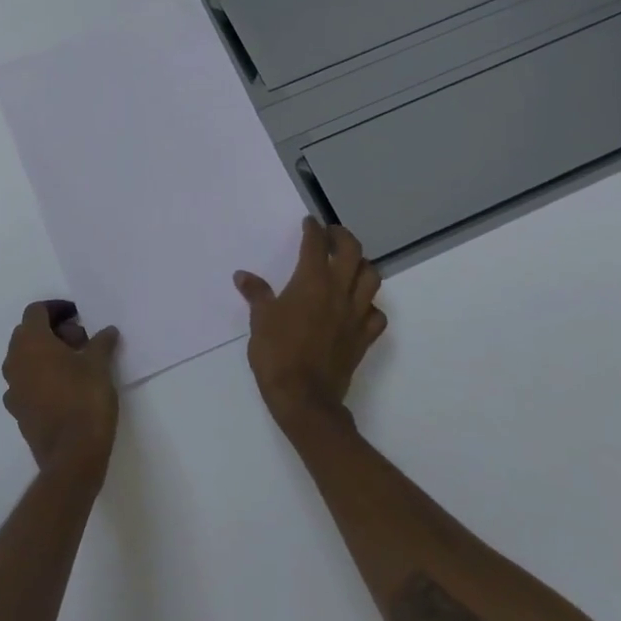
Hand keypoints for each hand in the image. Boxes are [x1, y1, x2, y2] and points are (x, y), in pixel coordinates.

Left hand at [2, 301, 120, 482]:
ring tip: (76, 364)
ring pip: (25, 359)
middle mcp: (15, 361)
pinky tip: (65, 388)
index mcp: (31, 342)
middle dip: (53, 331)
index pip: (36, 311)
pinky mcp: (18, 412)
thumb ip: (101, 342)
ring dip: (46, 354)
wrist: (72, 456)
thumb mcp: (100, 365)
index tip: (79, 317)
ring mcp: (12, 388)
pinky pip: (26, 383)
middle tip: (81, 340)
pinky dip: (42, 377)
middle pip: (28, 333)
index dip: (57, 309)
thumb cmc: (85, 400)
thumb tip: (107, 331)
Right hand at [235, 217, 385, 426]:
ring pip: (371, 278)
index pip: (315, 244)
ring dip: (361, 265)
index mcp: (311, 282)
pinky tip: (358, 306)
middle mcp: (338, 291)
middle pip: (352, 252)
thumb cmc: (277, 354)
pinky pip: (376, 313)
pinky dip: (369, 304)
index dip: (313, 229)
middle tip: (331, 235)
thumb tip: (243, 276)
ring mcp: (355, 314)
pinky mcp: (364, 338)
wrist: (304, 398)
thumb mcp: (260, 320)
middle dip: (342, 237)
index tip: (309, 223)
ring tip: (348, 265)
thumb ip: (256, 294)